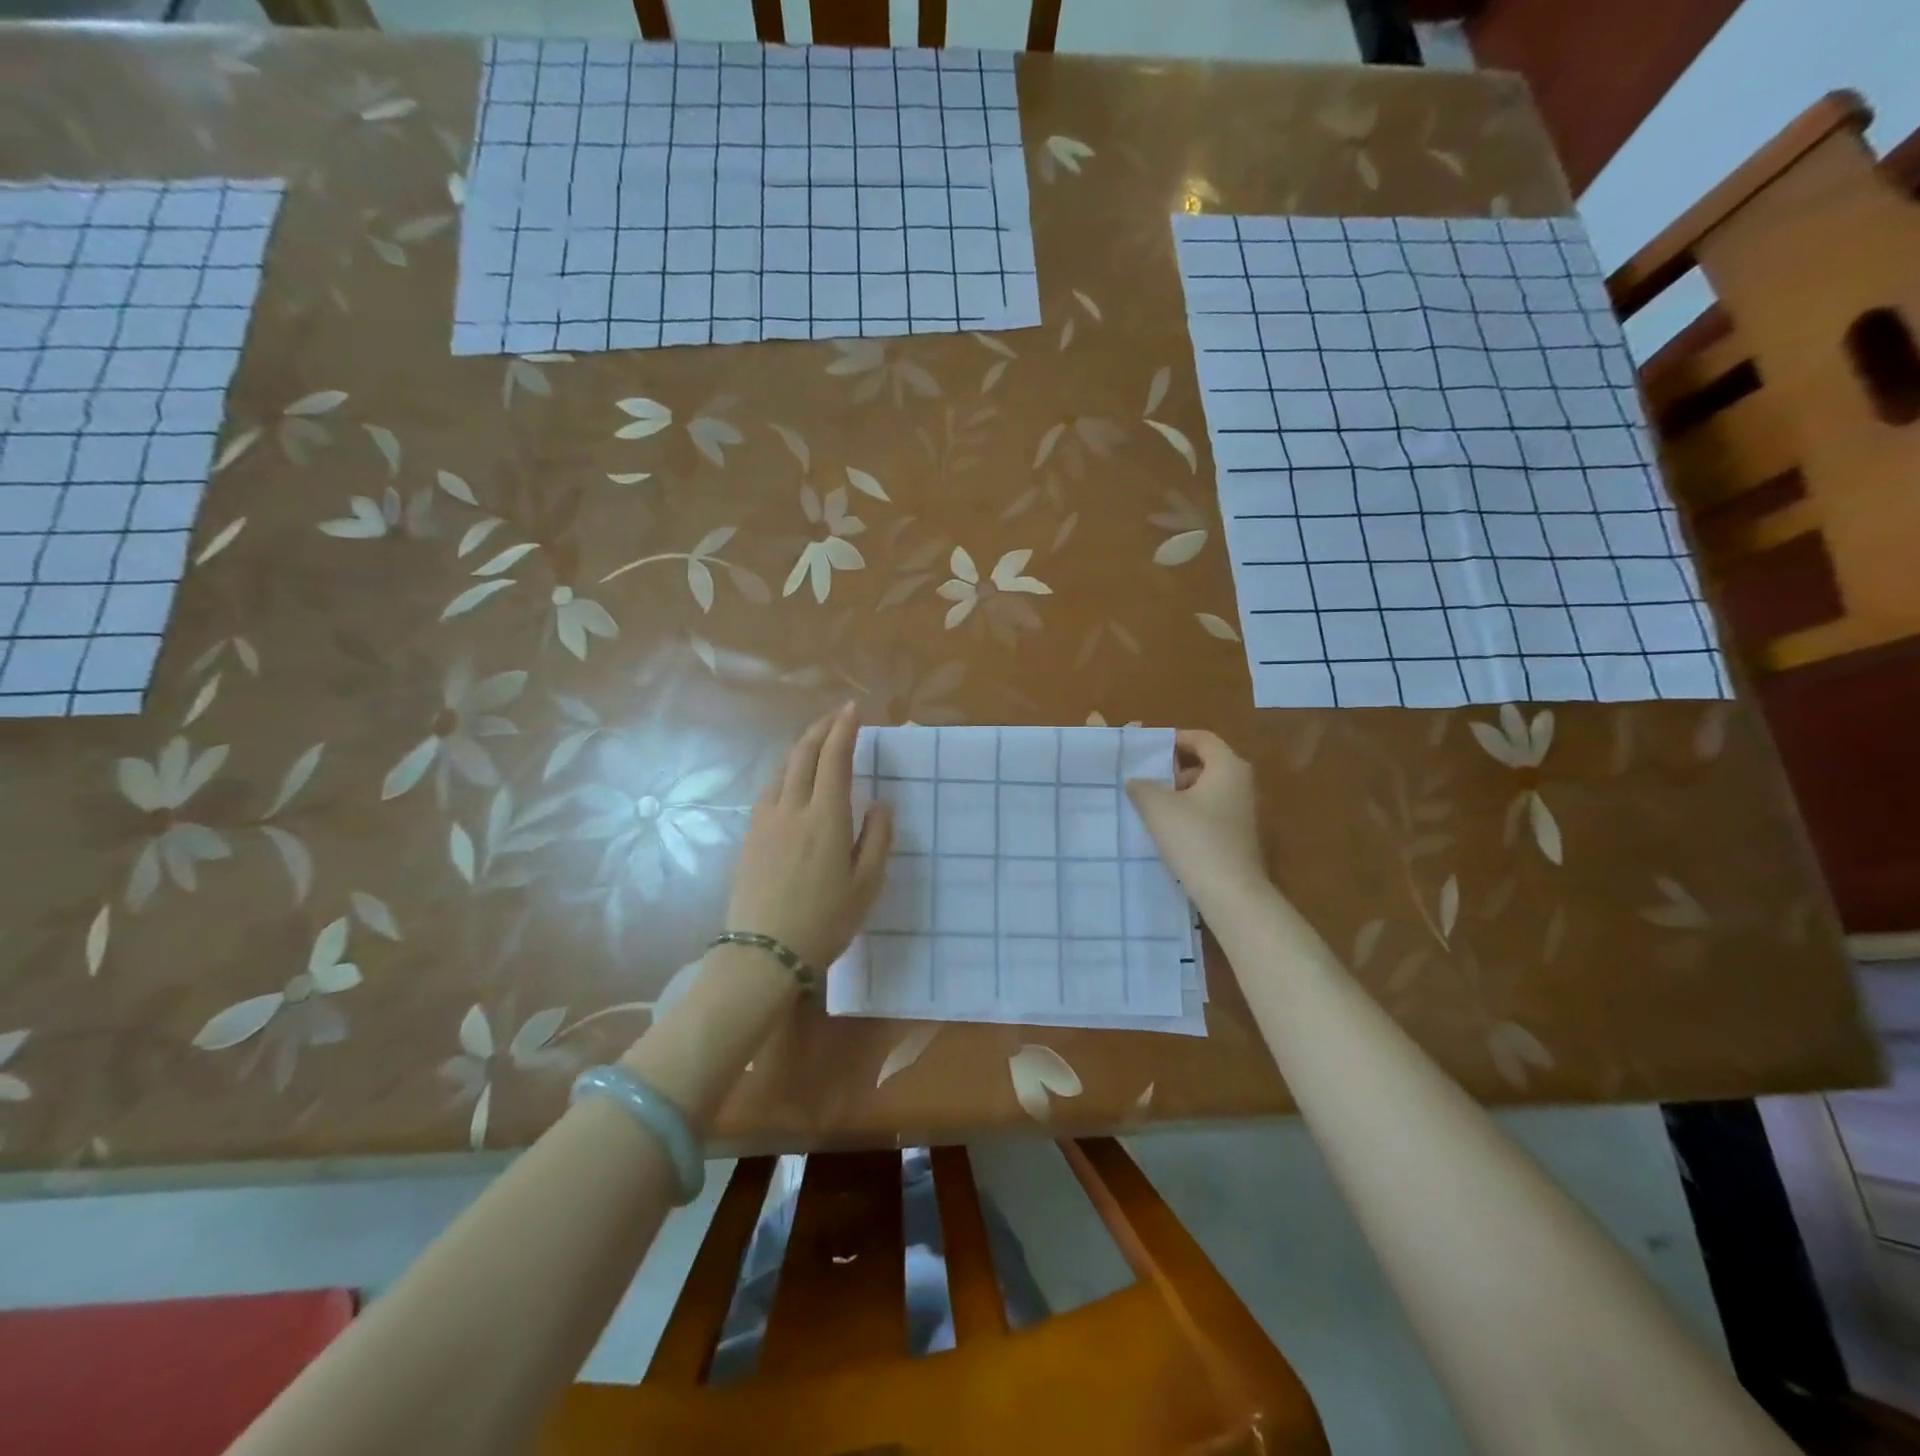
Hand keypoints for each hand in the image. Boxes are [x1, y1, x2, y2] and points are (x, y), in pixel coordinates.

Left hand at [726, 703, 892, 971]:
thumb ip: (877, 838)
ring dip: (802, 746)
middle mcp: (792, 808)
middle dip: (822, 728)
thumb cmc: (825, 921)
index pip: (835, 758)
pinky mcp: (750, 836)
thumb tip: (879, 803)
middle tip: (838, 715)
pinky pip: (769, 789)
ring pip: (782, 769)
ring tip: (817, 741)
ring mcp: (765, 821)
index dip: (845, 728)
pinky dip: (786, 771)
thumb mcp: (866, 885)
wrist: (764, 954)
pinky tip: (792, 780)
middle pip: (803, 753)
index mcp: (826, 817)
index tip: (854, 709)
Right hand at [1126, 730, 1266, 903]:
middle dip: (1174, 769)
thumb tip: (1136, 781)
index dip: (1173, 739)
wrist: (1230, 893)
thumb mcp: (1157, 807)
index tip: (1146, 750)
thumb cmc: (1195, 839)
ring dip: (1180, 793)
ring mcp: (1243, 811)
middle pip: (1205, 763)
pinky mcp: (1239, 835)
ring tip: (1151, 806)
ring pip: (1207, 789)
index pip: (1201, 738)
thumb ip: (1142, 786)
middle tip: (1146, 779)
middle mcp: (1242, 783)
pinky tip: (1168, 830)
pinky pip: (1211, 811)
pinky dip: (1190, 813)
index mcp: (1228, 766)